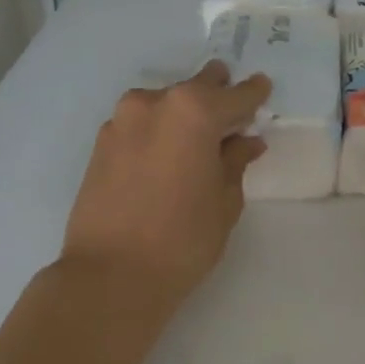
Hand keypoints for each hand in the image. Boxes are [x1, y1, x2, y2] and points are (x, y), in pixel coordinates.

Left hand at [60, 61, 270, 307]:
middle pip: (196, 87)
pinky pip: (141, 123)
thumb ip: (235, 161)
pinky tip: (166, 155)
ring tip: (197, 140)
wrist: (109, 275)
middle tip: (232, 111)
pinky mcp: (101, 142)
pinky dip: (158, 130)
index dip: (253, 94)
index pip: (235, 94)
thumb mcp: (225, 201)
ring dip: (184, 113)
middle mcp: (155, 103)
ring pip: (165, 103)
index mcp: (194, 111)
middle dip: (217, 94)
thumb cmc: (182, 239)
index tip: (263, 89)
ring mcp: (122, 120)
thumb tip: (245, 141)